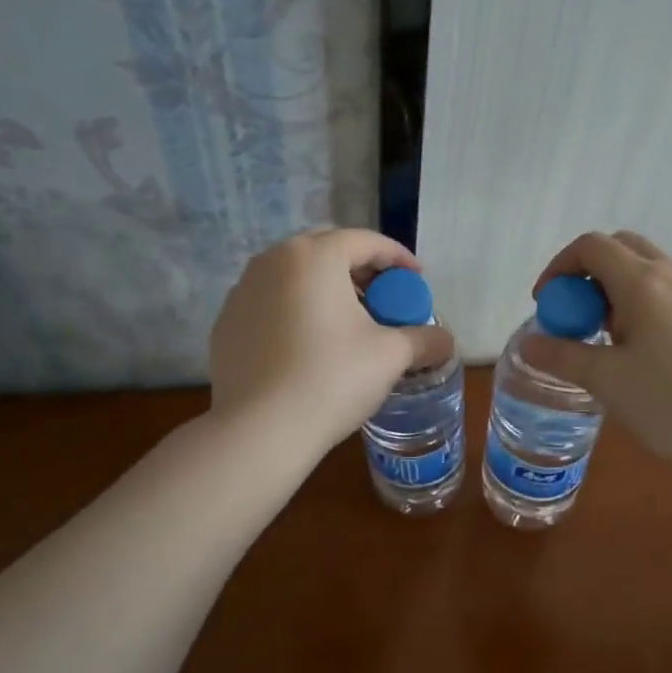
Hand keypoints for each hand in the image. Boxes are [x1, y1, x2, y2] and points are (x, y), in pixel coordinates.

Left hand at [210, 229, 454, 455]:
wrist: (259, 430)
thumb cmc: (332, 378)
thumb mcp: (390, 356)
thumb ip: (423, 339)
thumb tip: (446, 341)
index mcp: (314, 255)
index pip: (365, 242)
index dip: (398, 258)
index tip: (417, 281)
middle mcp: (272, 261)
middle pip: (327, 252)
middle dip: (360, 271)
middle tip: (384, 299)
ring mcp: (242, 291)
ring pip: (294, 277)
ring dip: (326, 291)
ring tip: (348, 324)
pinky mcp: (225, 323)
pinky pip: (271, 304)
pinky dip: (295, 312)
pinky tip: (309, 346)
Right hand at [528, 231, 671, 472]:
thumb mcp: (607, 381)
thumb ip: (563, 356)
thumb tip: (530, 344)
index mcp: (643, 282)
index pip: (591, 246)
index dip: (559, 267)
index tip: (547, 304)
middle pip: (623, 248)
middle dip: (590, 273)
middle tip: (578, 316)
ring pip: (651, 272)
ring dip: (619, 292)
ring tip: (611, 342)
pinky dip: (647, 307)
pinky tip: (649, 356)